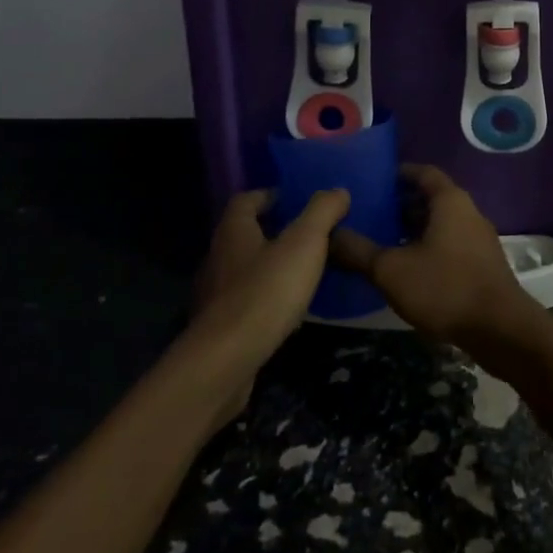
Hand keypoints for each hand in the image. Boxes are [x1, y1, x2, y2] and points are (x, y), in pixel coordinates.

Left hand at [192, 188, 350, 421]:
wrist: (225, 361)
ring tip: (302, 272)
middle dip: (272, 231)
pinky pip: (245, 302)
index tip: (294, 200)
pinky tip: (287, 311)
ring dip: (269, 267)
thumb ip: (322, 212)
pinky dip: (265, 298)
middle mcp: (218, 257)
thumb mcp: (304, 243)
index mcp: (233, 231)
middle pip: (243, 234)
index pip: (245, 200)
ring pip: (244, 269)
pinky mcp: (219, 328)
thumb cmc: (265, 292)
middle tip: (306, 234)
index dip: (269, 196)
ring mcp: (215, 295)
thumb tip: (338, 190)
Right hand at [329, 165, 540, 346]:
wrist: (500, 329)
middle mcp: (467, 212)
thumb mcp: (391, 270)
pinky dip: (426, 247)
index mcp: (450, 201)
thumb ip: (358, 251)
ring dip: (413, 229)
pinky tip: (405, 268)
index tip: (373, 180)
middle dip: (400, 203)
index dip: (398, 173)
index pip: (423, 172)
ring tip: (380, 240)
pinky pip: (449, 244)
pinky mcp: (481, 264)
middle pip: (431, 198)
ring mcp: (477, 239)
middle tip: (369, 213)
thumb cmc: (444, 288)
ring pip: (440, 223)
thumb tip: (330, 234)